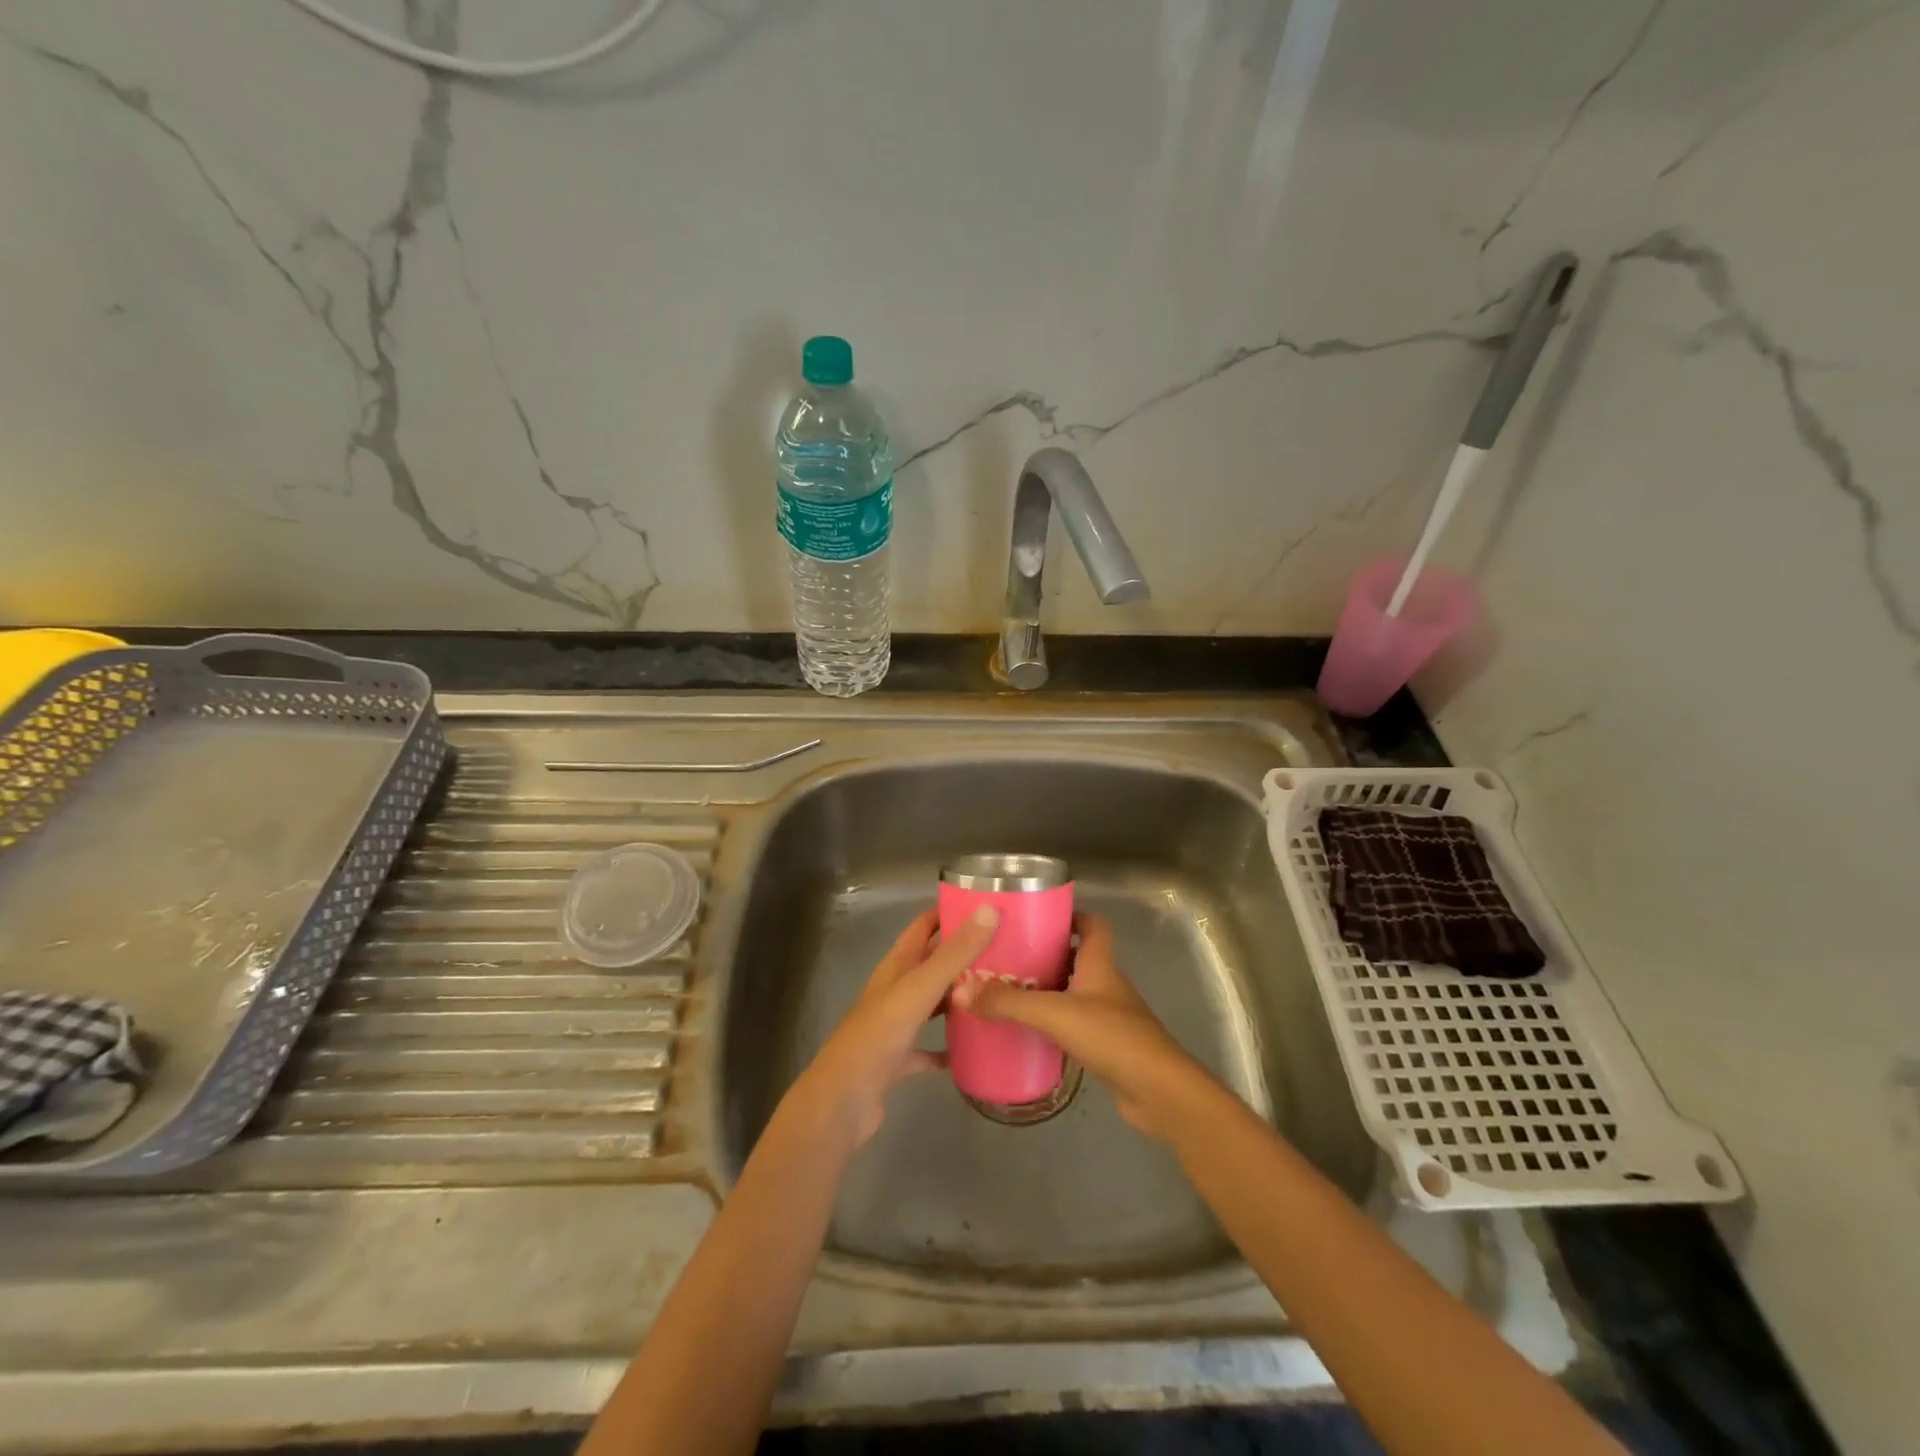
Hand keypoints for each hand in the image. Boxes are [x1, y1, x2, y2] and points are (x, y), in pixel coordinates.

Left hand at [788, 905, 999, 1147]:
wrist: (842, 1101)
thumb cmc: (878, 1036)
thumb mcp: (919, 989)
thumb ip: (954, 954)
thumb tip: (989, 909)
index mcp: (896, 966)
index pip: (924, 926)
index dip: (949, 912)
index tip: (986, 905)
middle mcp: (895, 989)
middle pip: (932, 963)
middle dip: (963, 955)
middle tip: (1006, 951)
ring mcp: (896, 1025)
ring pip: (933, 1003)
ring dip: (959, 997)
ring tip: (997, 993)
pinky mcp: (899, 1059)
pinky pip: (929, 1047)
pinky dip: (949, 1046)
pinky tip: (973, 1049)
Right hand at [950, 913, 1211, 1141]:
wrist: (1159, 1092)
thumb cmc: (1112, 1037)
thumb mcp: (1053, 1013)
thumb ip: (1008, 1003)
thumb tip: (961, 991)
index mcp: (1100, 964)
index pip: (1093, 925)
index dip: (1071, 915)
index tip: (1038, 917)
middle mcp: (1107, 985)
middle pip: (1078, 958)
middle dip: (1046, 955)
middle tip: (1008, 958)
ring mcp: (1110, 1017)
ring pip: (1074, 993)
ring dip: (1047, 991)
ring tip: (1008, 994)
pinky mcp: (1108, 1047)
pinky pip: (1075, 1025)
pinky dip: (1053, 1025)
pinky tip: (1029, 1034)